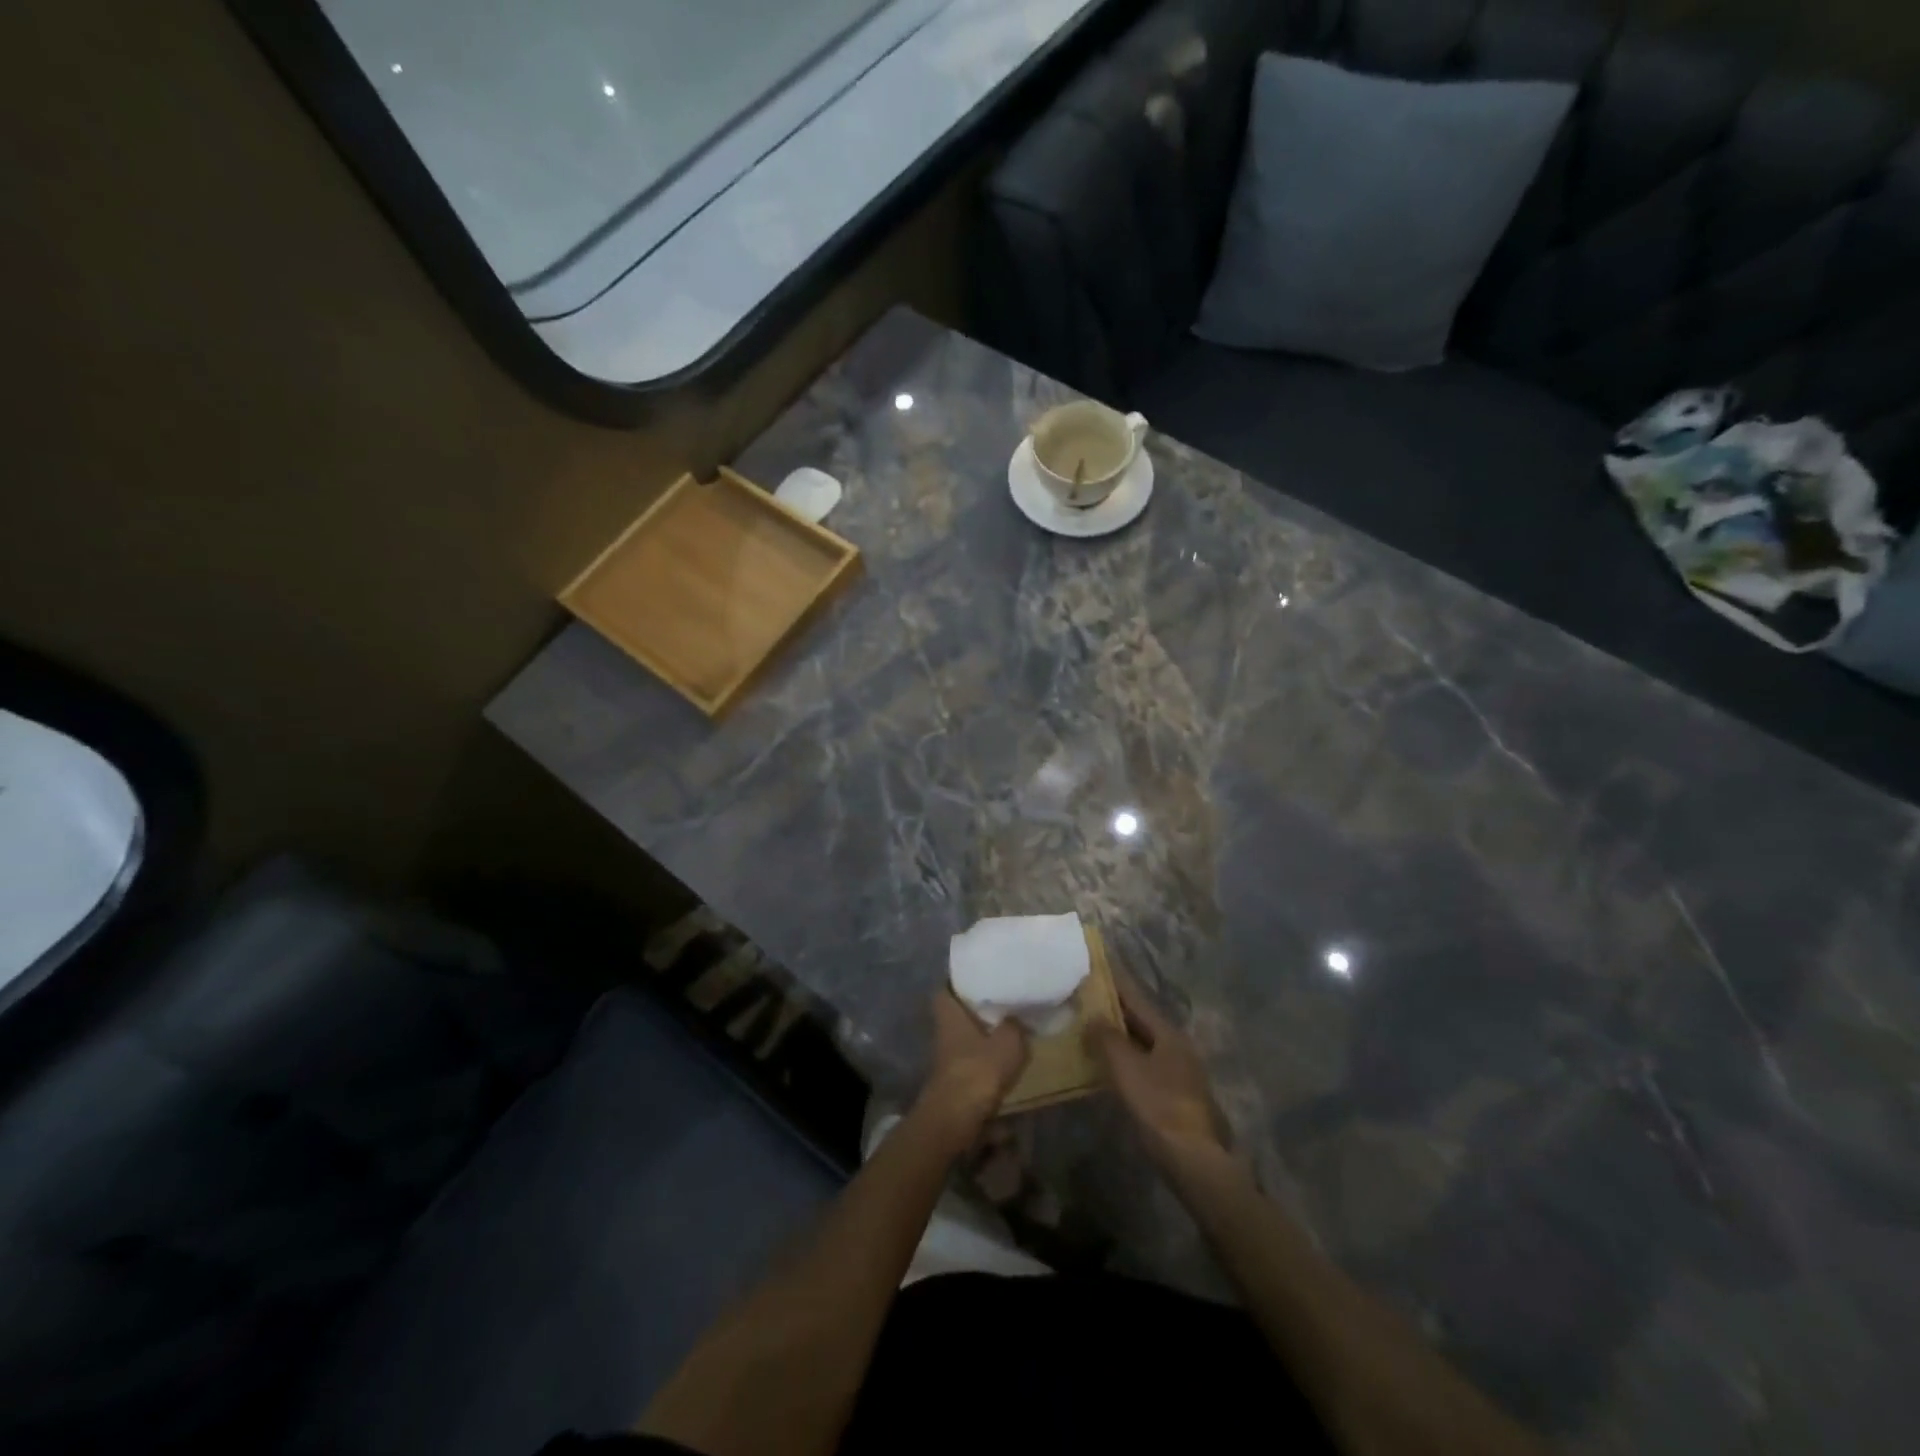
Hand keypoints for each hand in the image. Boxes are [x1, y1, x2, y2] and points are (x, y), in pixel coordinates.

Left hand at [920, 989, 1028, 1138]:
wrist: (957, 1118)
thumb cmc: (979, 1069)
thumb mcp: (1008, 1041)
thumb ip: (1015, 1024)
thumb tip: (1017, 1016)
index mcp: (949, 1012)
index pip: (947, 987)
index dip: (960, 981)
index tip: (980, 975)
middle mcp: (943, 1030)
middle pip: (956, 1013)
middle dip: (975, 1008)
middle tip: (1001, 1000)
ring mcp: (947, 1056)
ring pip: (965, 1036)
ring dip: (982, 1033)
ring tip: (1009, 1027)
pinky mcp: (954, 1078)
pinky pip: (972, 1057)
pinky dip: (985, 1056)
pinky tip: (1005, 1057)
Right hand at [1087, 966, 1228, 1167]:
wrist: (1193, 1160)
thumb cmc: (1158, 1106)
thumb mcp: (1126, 1068)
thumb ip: (1107, 1038)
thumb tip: (1093, 1016)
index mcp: (1168, 1033)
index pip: (1135, 997)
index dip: (1113, 981)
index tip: (1094, 965)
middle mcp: (1176, 1045)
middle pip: (1140, 1020)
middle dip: (1112, 1008)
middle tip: (1082, 996)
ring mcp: (1177, 1071)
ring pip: (1141, 1043)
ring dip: (1116, 1035)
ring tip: (1087, 1027)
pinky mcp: (1173, 1094)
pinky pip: (1142, 1064)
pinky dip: (1123, 1058)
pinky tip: (1104, 1064)